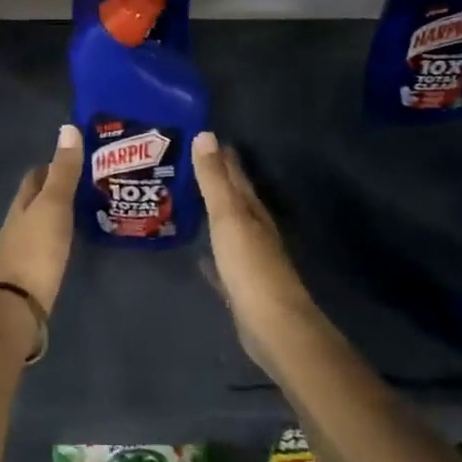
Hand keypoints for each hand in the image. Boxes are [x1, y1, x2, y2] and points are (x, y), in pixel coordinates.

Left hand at [0, 124, 81, 314]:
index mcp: (22, 203)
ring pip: (43, 222)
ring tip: (90, 209)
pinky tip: (76, 241)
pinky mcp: (32, 272)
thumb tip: (68, 127)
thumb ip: (63, 171)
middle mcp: (19, 222)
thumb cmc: (37, 250)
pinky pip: (48, 244)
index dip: (54, 165)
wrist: (19, 306)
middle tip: (92, 184)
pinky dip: (61, 236)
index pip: (36, 175)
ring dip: (62, 213)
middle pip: (38, 198)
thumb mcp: (54, 205)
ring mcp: (23, 249)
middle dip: (59, 189)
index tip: (79, 160)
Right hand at [192, 132, 320, 365]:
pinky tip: (200, 256)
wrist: (273, 326)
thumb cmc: (250, 266)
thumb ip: (214, 179)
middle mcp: (254, 230)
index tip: (203, 136)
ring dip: (213, 214)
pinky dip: (212, 255)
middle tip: (189, 163)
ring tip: (188, 201)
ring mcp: (249, 260)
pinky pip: (223, 263)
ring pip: (228, 228)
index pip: (235, 174)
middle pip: (234, 199)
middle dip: (216, 181)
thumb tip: (206, 135)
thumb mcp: (228, 216)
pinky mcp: (241, 287)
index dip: (221, 155)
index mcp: (252, 210)